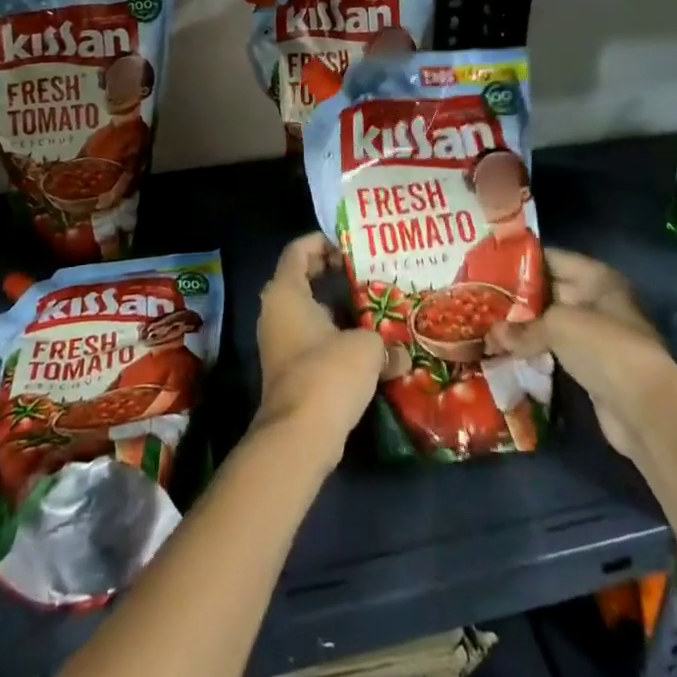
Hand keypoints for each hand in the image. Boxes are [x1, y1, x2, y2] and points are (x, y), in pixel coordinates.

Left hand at [253, 233, 384, 464]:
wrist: (300, 435)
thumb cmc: (328, 373)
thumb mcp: (366, 348)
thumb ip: (385, 342)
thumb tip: (401, 356)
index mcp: (286, 291)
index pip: (298, 249)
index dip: (323, 241)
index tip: (351, 247)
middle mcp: (275, 311)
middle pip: (302, 277)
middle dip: (332, 273)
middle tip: (366, 272)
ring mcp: (278, 341)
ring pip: (308, 310)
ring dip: (336, 307)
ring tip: (373, 306)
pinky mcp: (288, 368)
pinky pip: (311, 337)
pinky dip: (333, 334)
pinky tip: (365, 343)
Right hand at [485, 249, 676, 459]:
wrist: (644, 408)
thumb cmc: (602, 346)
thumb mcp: (557, 326)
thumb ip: (521, 328)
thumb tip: (491, 336)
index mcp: (595, 277)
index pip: (549, 258)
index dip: (518, 261)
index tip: (485, 266)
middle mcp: (597, 299)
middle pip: (548, 290)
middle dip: (515, 297)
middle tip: (477, 297)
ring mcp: (595, 334)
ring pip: (549, 323)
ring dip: (522, 327)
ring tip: (484, 324)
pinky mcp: (591, 365)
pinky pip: (555, 350)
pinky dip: (533, 351)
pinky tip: (505, 351)